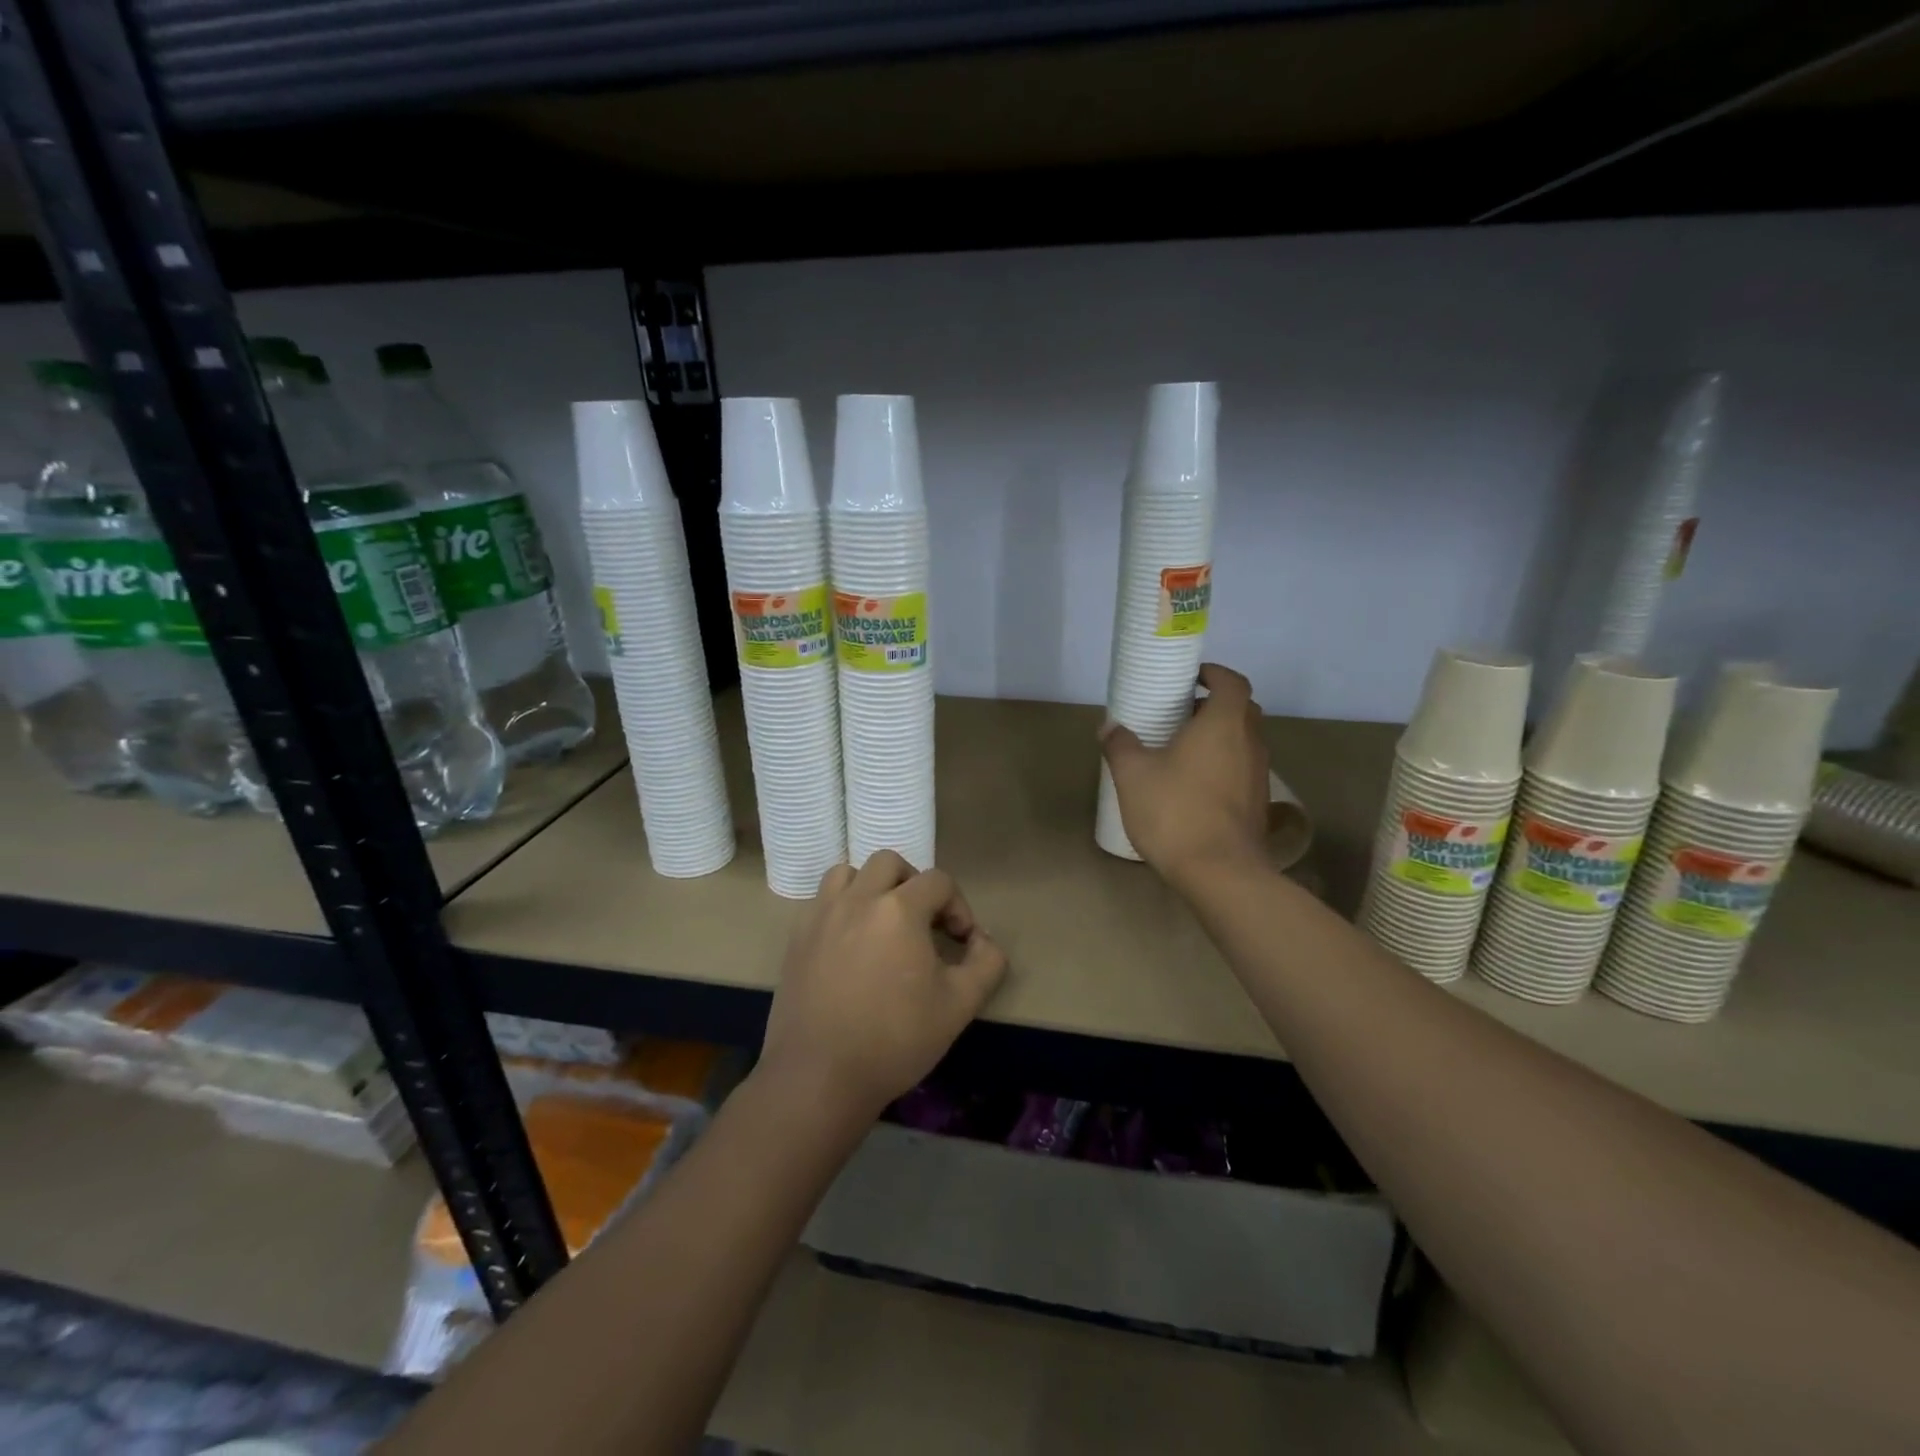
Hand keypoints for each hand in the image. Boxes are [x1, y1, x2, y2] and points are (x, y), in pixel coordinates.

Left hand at [757, 851, 1008, 1128]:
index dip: (958, 906)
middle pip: (890, 863)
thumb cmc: (896, 1039)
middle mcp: (857, 899)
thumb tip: (983, 940)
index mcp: (899, 909)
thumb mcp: (960, 1005)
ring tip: (882, 922)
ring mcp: (821, 915)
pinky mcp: (797, 938)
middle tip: (923, 923)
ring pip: (848, 873)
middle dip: (914, 884)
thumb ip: (986, 963)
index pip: (938, 881)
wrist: (820, 1076)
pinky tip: (850, 944)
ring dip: (872, 886)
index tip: (960, 942)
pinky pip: (822, 901)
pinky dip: (842, 907)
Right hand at [1101, 662, 1270, 890]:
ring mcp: (1258, 774)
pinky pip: (1242, 768)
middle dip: (1214, 705)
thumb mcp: (1133, 775)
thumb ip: (1120, 745)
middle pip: (1242, 709)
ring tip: (1183, 749)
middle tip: (1181, 713)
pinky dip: (1223, 764)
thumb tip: (1109, 727)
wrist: (1220, 872)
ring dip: (1220, 736)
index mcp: (1223, 724)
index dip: (1214, 674)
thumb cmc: (1175, 811)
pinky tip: (1194, 784)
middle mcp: (1250, 742)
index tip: (1191, 678)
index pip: (1232, 682)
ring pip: (1244, 740)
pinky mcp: (1258, 803)